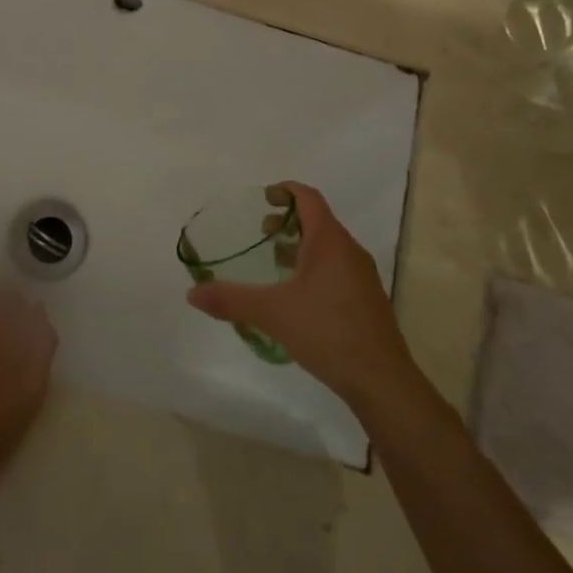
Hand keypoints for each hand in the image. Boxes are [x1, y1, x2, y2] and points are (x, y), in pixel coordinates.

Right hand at [187, 182, 415, 407]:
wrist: (381, 381)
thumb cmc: (328, 332)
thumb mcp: (272, 313)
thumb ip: (231, 300)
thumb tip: (191, 293)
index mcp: (330, 241)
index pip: (308, 198)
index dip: (285, 191)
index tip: (263, 198)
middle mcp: (349, 251)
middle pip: (318, 221)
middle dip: (288, 221)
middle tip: (261, 234)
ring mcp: (361, 277)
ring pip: (328, 247)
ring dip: (300, 246)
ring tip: (273, 264)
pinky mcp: (366, 301)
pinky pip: (336, 269)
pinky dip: (313, 268)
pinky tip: (296, 297)